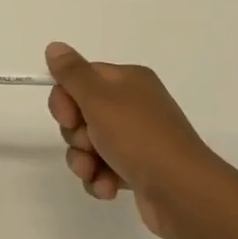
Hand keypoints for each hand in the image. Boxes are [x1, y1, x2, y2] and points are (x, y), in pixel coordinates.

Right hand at [44, 41, 236, 238]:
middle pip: (81, 113)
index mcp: (128, 80)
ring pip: (89, 144)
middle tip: (88, 144)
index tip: (67, 117)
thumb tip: (54, 46)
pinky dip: (100, 178)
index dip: (65, 99)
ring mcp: (137, 139)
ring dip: (83, 160)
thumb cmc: (138, 137)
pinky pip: (103, 169)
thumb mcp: (99, 99)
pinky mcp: (138, 169)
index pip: (81, 78)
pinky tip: (108, 188)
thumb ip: (72, 73)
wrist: (183, 192)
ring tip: (94, 172)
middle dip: (75, 134)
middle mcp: (133, 105)